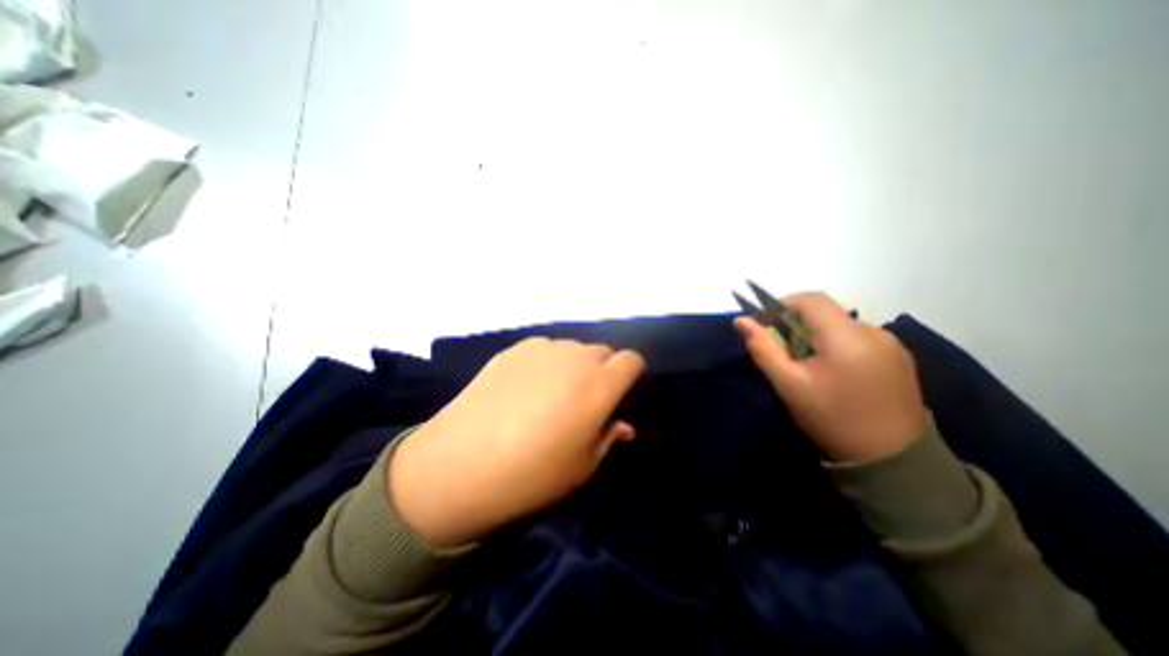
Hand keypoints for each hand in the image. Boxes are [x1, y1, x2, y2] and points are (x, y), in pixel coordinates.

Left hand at [391, 339, 648, 546]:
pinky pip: (544, 350)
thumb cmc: (532, 474)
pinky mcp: (515, 349)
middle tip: (585, 399)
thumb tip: (623, 424)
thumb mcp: (583, 466)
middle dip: (603, 371)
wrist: (460, 464)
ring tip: (551, 394)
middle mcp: (575, 358)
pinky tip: (524, 387)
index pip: (632, 360)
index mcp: (599, 385)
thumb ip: (608, 437)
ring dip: (573, 366)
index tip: (621, 393)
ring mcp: (543, 349)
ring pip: (573, 349)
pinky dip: (546, 363)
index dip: (631, 374)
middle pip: (603, 352)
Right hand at [734, 292, 928, 461]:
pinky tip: (834, 371)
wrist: (891, 460)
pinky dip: (837, 344)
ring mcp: (891, 344)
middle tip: (784, 351)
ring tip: (809, 364)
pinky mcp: (900, 357)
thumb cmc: (830, 418)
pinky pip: (858, 338)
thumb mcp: (788, 384)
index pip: (810, 299)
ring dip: (818, 334)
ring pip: (841, 324)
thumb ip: (763, 348)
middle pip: (825, 311)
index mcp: (845, 336)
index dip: (783, 305)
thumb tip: (741, 320)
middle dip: (798, 323)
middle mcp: (873, 331)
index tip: (767, 325)